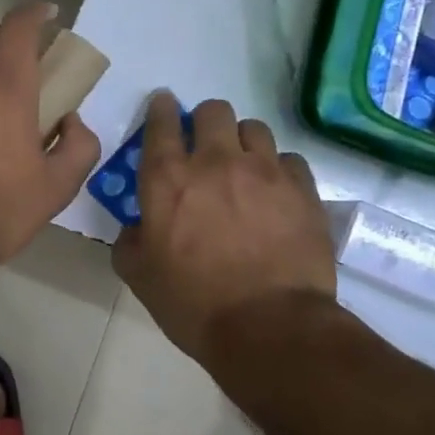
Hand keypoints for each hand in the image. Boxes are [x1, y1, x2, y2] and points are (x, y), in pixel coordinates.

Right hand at [113, 93, 335, 360]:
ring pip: (254, 128)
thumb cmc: (193, 303)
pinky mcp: (303, 190)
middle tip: (205, 145)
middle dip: (205, 121)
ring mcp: (264, 172)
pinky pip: (290, 160)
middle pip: (213, 111)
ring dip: (243, 141)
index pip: (161, 122)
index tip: (163, 106)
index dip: (161, 108)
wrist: (270, 328)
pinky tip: (275, 192)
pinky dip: (278, 169)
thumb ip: (131, 240)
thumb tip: (137, 227)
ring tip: (243, 167)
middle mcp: (215, 162)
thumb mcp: (139, 275)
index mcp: (167, 178)